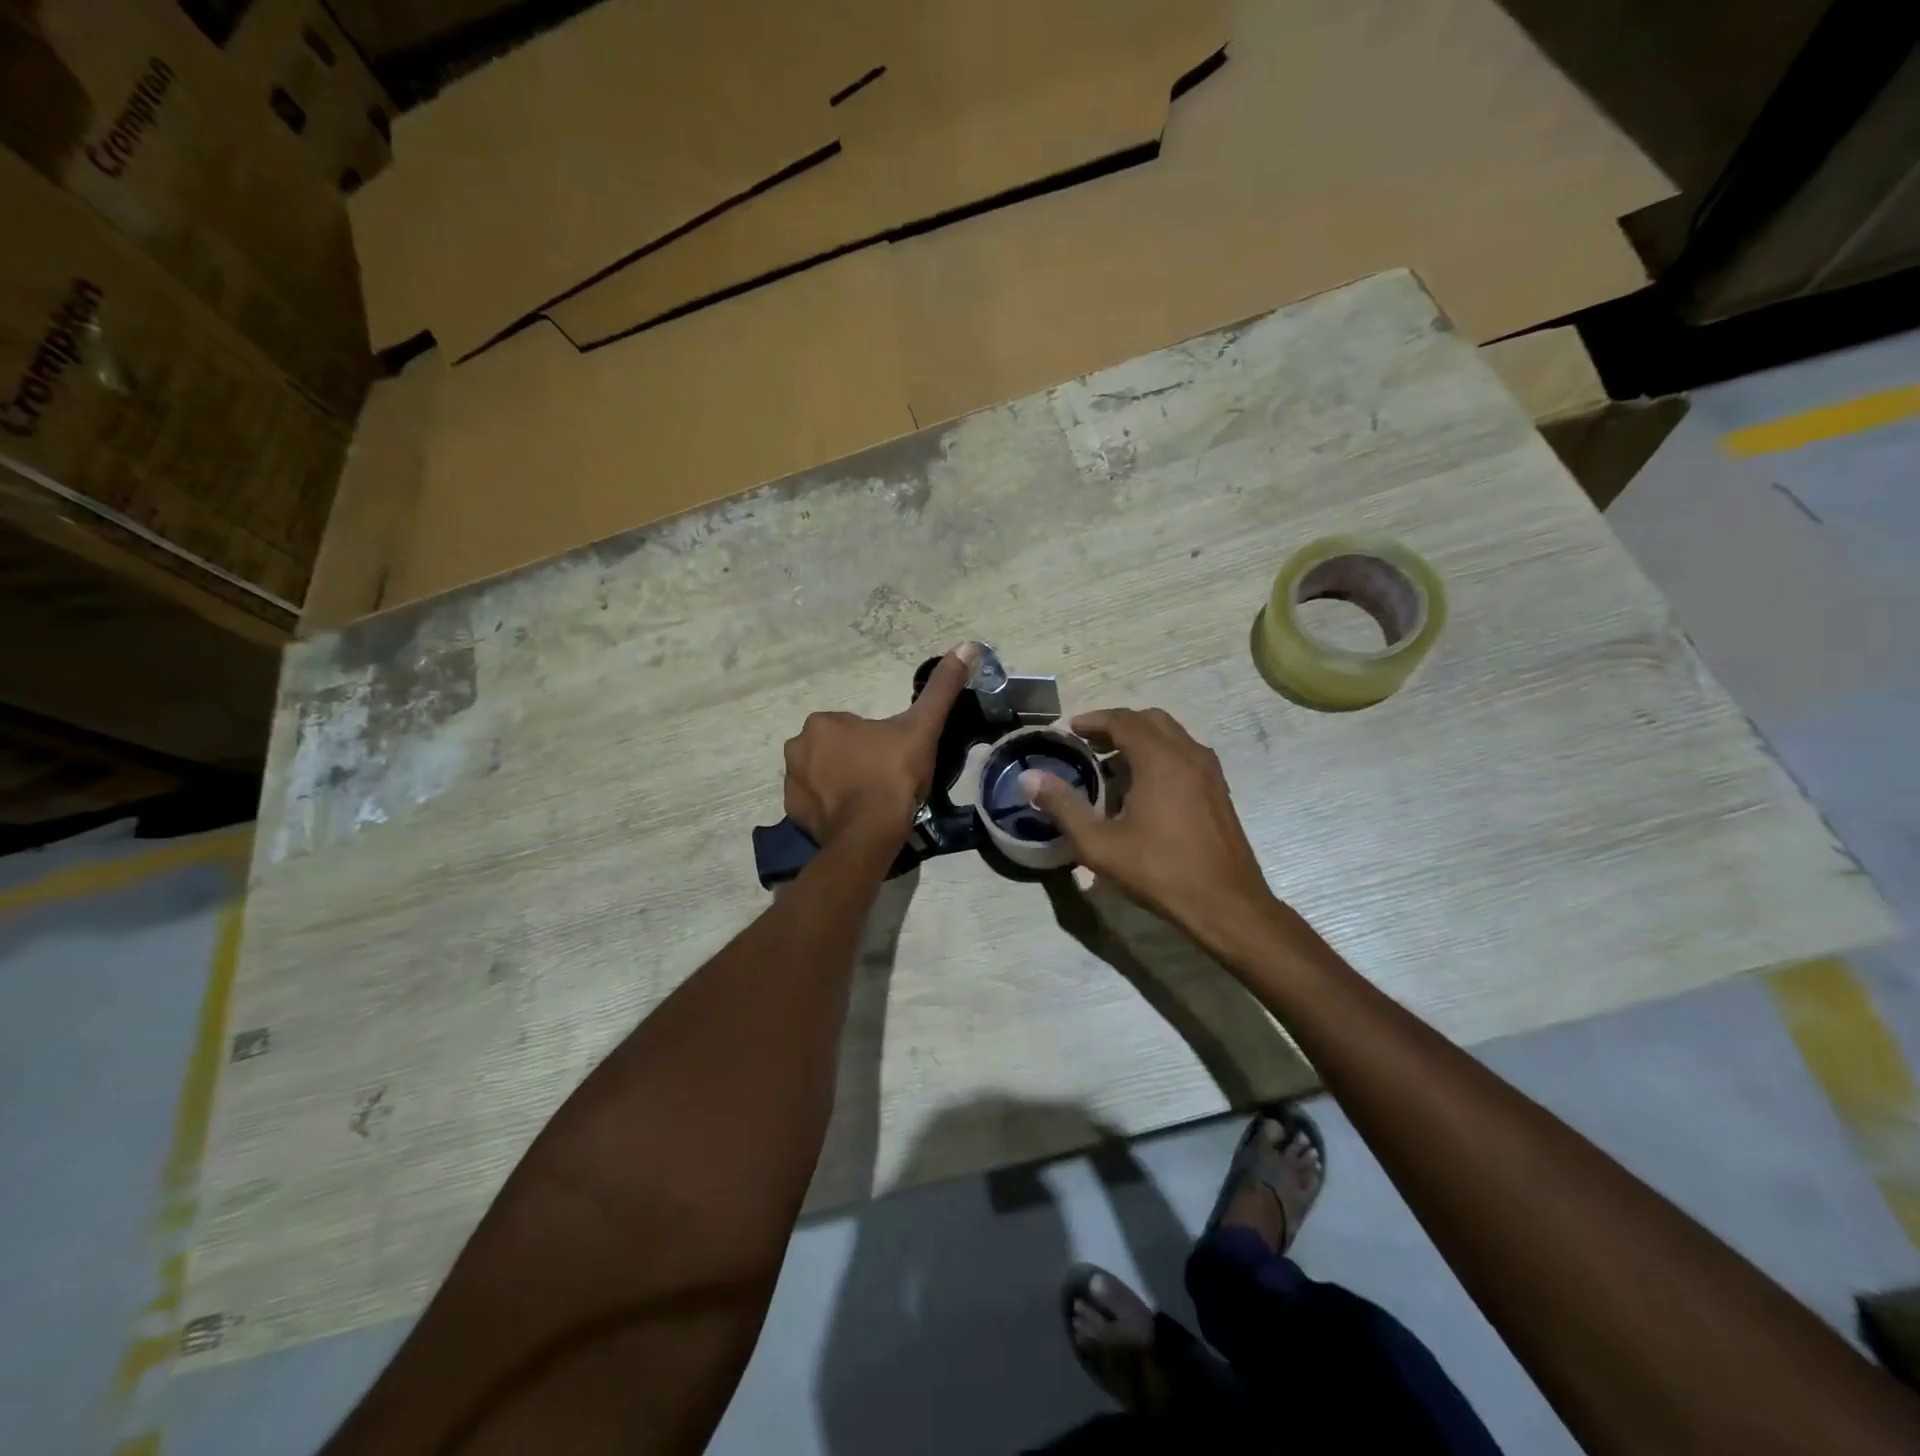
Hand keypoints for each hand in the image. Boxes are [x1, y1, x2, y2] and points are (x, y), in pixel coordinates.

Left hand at [783, 644, 975, 845]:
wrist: (871, 834)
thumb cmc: (894, 775)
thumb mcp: (922, 728)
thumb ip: (941, 688)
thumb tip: (966, 645)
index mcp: (823, 723)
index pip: (852, 728)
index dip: (876, 743)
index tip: (893, 760)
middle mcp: (797, 747)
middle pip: (835, 750)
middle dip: (855, 761)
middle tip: (883, 780)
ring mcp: (791, 782)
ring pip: (822, 775)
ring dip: (841, 783)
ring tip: (870, 802)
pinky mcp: (793, 813)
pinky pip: (813, 803)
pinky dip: (829, 808)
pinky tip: (853, 817)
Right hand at [1022, 708, 1279, 953]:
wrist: (1226, 904)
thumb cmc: (1159, 871)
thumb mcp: (1099, 844)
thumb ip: (1063, 806)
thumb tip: (1030, 778)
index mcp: (1160, 759)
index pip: (1123, 720)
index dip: (1094, 720)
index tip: (1070, 730)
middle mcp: (1188, 754)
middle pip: (1150, 720)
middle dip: (1117, 726)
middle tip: (1089, 744)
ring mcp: (1209, 772)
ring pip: (1171, 736)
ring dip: (1140, 740)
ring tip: (1111, 766)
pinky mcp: (1219, 790)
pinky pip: (1184, 755)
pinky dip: (1160, 756)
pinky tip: (1142, 790)